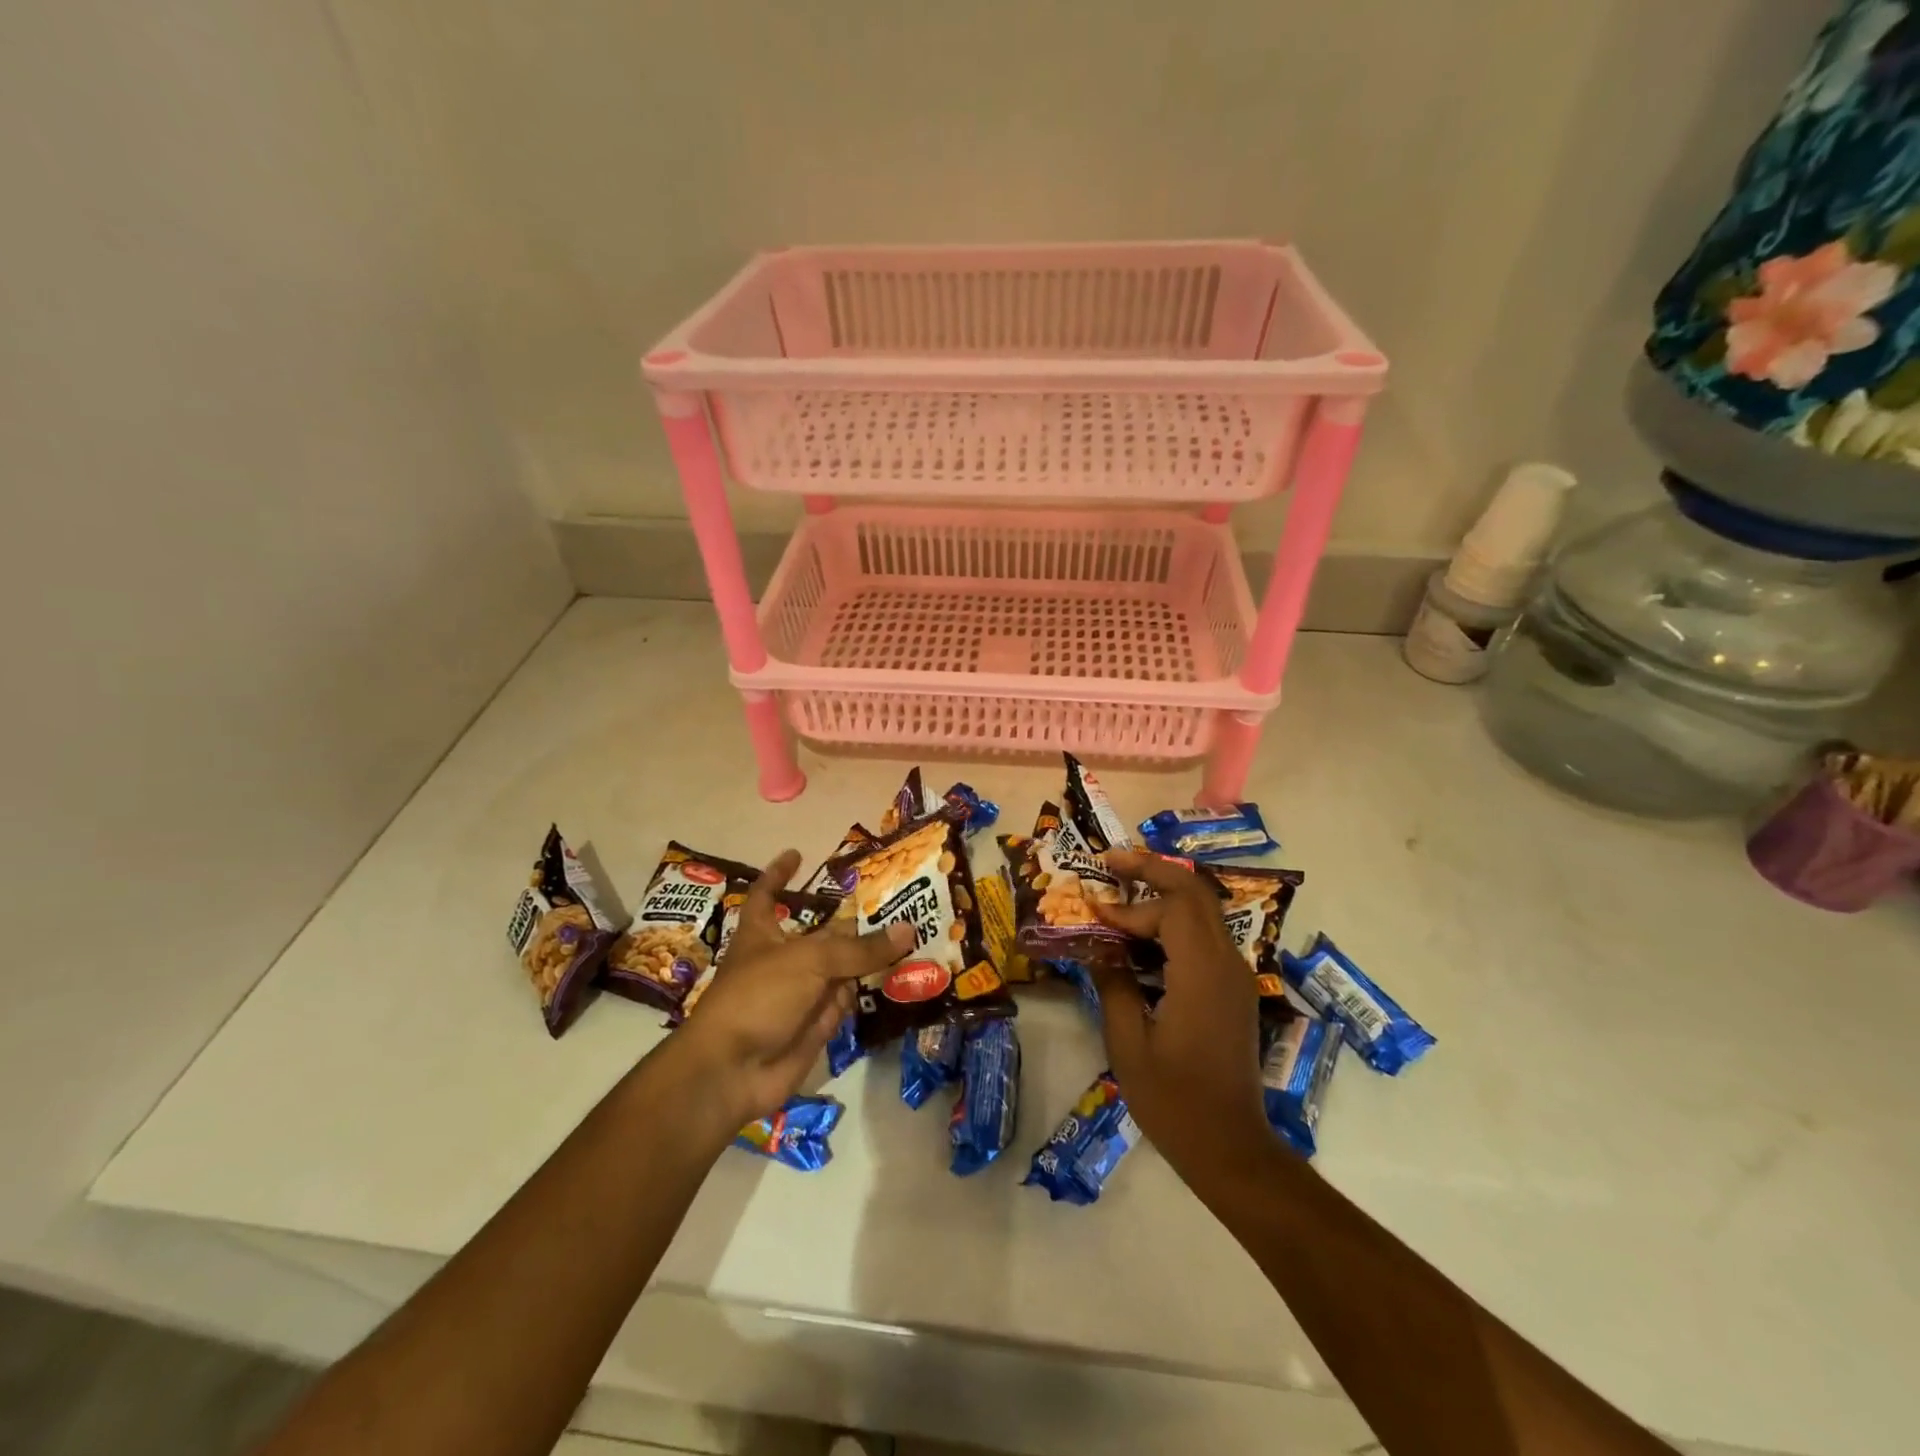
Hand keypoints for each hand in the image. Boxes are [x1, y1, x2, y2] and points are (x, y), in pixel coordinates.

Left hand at [667, 849, 913, 1127]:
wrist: (733, 1071)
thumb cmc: (759, 997)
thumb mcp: (810, 960)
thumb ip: (859, 948)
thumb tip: (907, 929)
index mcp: (762, 933)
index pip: (768, 894)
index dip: (779, 874)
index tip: (797, 854)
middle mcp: (782, 960)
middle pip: (820, 933)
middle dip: (852, 921)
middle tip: (893, 900)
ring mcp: (799, 995)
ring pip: (839, 968)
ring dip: (870, 957)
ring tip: (915, 931)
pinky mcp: (814, 1025)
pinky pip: (846, 1002)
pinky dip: (869, 992)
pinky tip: (905, 974)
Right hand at [1089, 850, 1274, 1182]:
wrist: (1231, 1148)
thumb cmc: (1174, 1100)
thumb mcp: (1128, 1043)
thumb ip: (1113, 984)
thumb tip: (1097, 946)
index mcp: (1201, 972)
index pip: (1170, 907)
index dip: (1128, 905)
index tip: (1092, 914)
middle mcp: (1226, 962)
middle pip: (1195, 891)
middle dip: (1152, 870)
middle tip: (1110, 862)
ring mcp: (1235, 974)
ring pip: (1203, 909)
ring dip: (1164, 892)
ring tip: (1122, 890)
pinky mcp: (1233, 988)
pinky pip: (1205, 935)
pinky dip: (1174, 921)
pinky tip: (1143, 935)